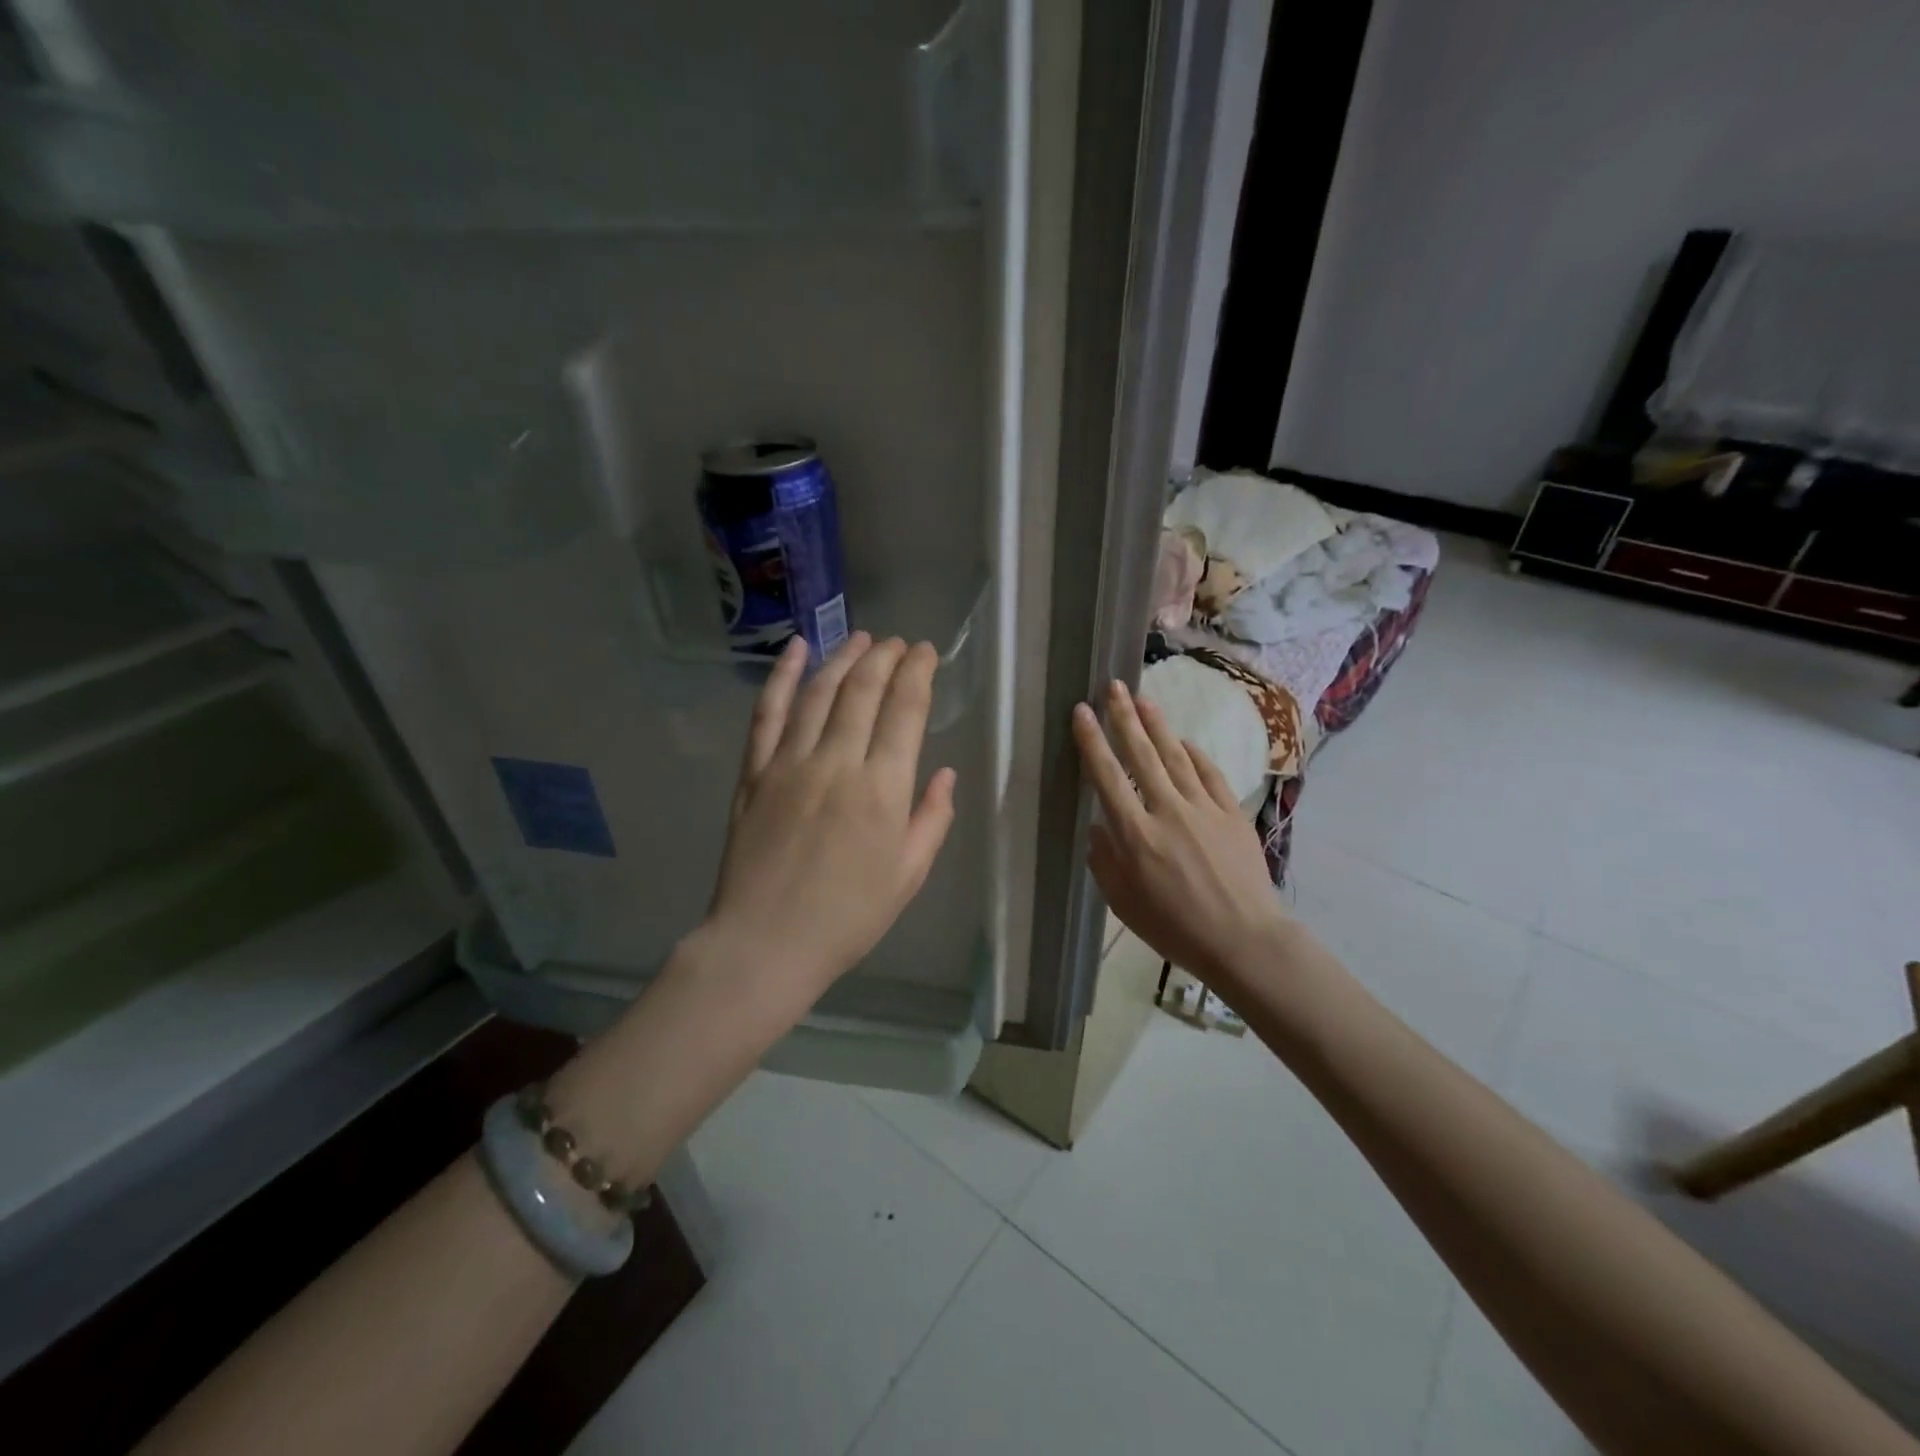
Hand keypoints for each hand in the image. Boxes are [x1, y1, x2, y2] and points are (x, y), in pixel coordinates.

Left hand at [704, 631, 957, 993]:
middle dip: (885, 656)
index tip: (927, 653)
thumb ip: (932, 819)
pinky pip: (768, 713)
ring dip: (843, 657)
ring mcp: (789, 763)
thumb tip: (946, 773)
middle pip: (863, 689)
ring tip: (862, 638)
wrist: (766, 944)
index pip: (906, 709)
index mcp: (883, 789)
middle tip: (899, 643)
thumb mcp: (909, 876)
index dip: (919, 672)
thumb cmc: (847, 917)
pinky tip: (796, 649)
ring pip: (819, 691)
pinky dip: (781, 675)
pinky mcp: (754, 772)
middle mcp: (837, 762)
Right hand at [1073, 679, 1288, 989]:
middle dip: (1123, 717)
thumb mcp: (1124, 904)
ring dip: (1157, 725)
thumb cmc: (1176, 929)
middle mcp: (1168, 811)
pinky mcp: (1232, 814)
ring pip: (1176, 756)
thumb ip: (1105, 862)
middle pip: (1141, 755)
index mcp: (1136, 835)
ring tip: (1142, 699)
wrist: (1245, 942)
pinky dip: (1195, 754)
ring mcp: (1204, 809)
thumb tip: (1099, 828)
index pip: (1108, 777)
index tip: (1081, 713)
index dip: (1092, 741)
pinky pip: (1210, 775)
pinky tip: (1184, 741)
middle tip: (1112, 686)